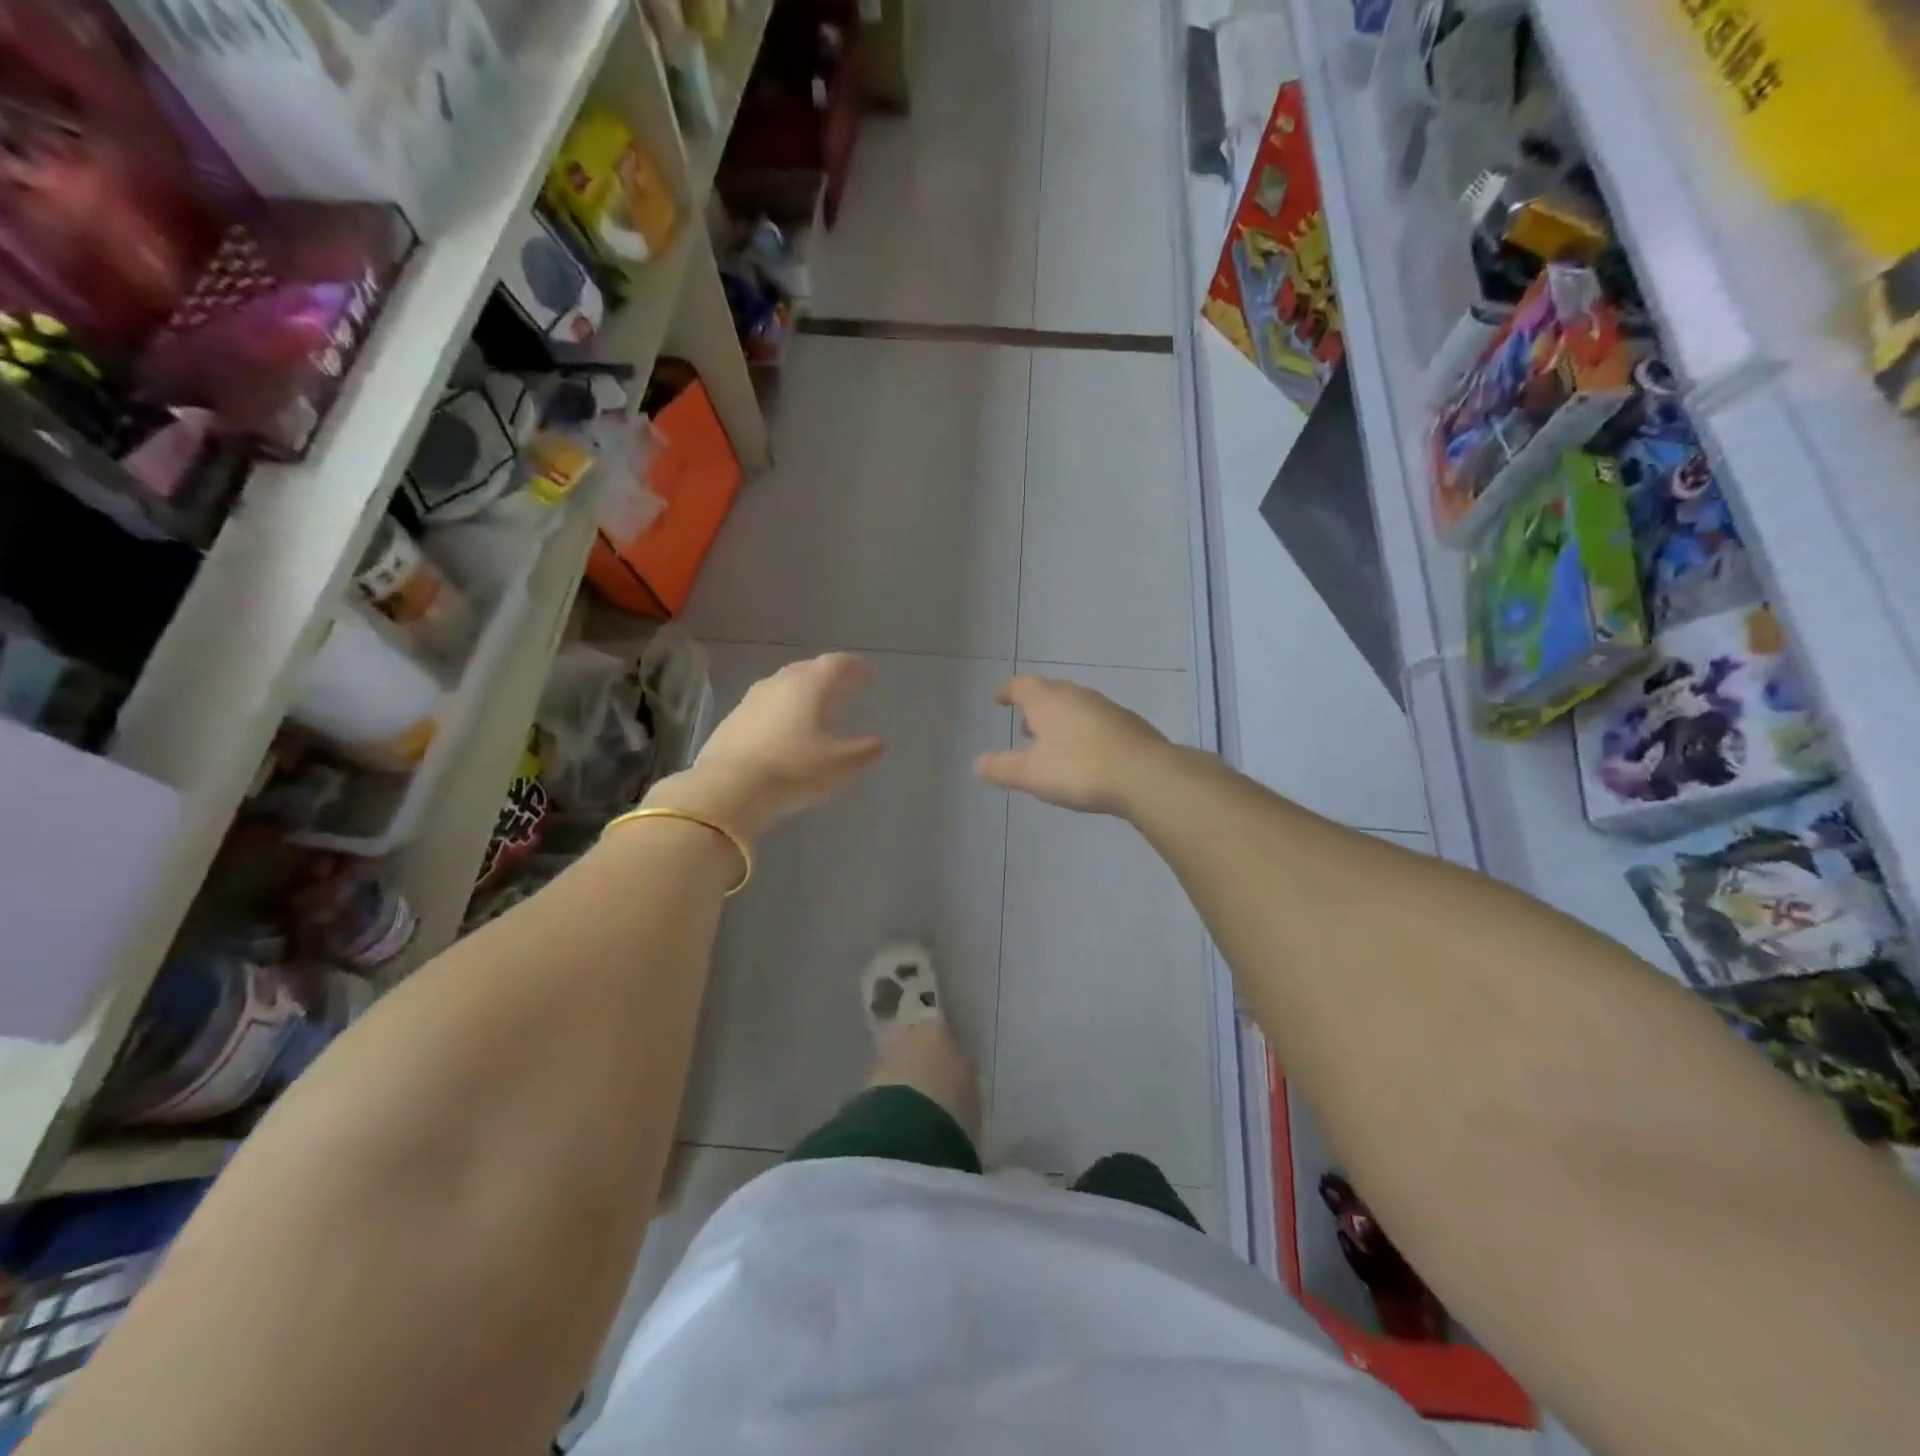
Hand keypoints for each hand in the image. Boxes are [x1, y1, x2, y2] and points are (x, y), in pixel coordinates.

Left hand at [646, 654, 883, 840]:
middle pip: (807, 669)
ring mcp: (750, 701)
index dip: (854, 667)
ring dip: (801, 692)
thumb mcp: (840, 765)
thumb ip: (863, 751)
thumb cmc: (793, 770)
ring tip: (814, 708)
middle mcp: (778, 684)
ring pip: (782, 686)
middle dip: (827, 676)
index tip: (867, 676)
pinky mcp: (731, 721)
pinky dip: (780, 711)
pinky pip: (764, 707)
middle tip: (843, 687)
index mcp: (809, 685)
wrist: (729, 789)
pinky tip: (783, 730)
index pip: (836, 664)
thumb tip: (877, 743)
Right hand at [975, 675, 1170, 815]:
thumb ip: (1003, 768)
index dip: (1006, 691)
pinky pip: (1096, 721)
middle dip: (1034, 707)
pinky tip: (1085, 753)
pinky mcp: (1128, 725)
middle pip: (1050, 692)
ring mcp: (1106, 708)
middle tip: (1024, 723)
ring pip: (1075, 706)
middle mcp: (1077, 696)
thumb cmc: (1080, 769)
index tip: (998, 699)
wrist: (1145, 775)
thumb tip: (977, 764)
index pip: (1020, 686)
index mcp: (1049, 700)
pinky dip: (1082, 731)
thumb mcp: (1032, 774)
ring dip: (1060, 719)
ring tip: (1051, 741)